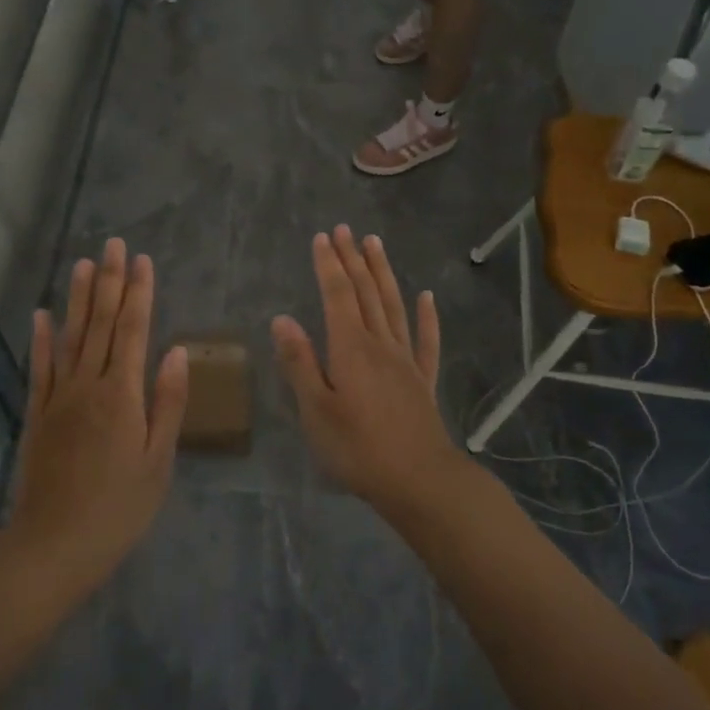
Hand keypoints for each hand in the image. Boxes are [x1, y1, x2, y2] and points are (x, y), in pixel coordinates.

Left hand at [9, 239, 187, 594]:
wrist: (54, 545)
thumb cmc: (119, 508)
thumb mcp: (158, 460)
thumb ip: (168, 403)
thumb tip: (177, 352)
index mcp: (122, 395)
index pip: (132, 330)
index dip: (138, 293)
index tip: (142, 260)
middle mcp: (88, 385)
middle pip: (99, 324)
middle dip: (109, 281)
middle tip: (113, 244)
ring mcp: (58, 398)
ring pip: (69, 337)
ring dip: (77, 298)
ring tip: (83, 263)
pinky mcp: (37, 414)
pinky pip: (39, 369)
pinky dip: (41, 339)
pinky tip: (42, 315)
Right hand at [271, 226, 460, 511]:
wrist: (419, 481)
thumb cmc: (358, 449)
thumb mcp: (316, 410)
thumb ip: (299, 363)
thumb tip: (282, 319)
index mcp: (351, 349)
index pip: (338, 296)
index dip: (329, 265)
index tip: (322, 237)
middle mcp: (380, 345)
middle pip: (366, 293)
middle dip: (353, 259)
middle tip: (345, 229)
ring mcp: (406, 361)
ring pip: (393, 306)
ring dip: (383, 273)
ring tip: (375, 244)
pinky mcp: (423, 381)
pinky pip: (426, 340)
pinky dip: (427, 316)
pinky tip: (427, 297)